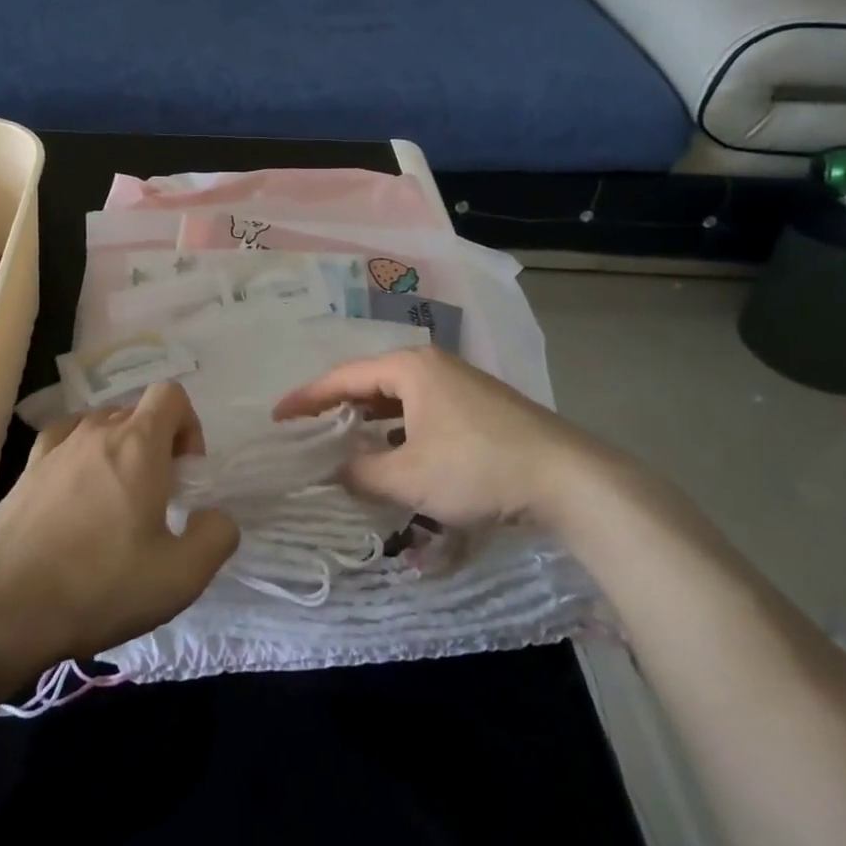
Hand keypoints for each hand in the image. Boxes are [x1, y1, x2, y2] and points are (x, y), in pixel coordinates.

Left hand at [0, 382, 237, 677]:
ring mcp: (56, 446)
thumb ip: (216, 536)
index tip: (185, 473)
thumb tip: (215, 515)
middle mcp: (96, 431)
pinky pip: (66, 439)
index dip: (189, 426)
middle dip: (157, 443)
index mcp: (138, 444)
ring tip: (116, 499)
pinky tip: (78, 492)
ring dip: (120, 449)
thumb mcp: (180, 577)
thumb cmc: (99, 587)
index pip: (171, 394)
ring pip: (102, 425)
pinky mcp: (27, 468)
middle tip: (157, 497)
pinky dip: (82, 453)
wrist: (1, 609)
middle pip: (138, 411)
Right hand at [273, 347, 637, 526]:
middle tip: (306, 432)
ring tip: (343, 446)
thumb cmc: (478, 468)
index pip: (343, 377)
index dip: (306, 398)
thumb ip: (361, 473)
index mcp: (410, 368)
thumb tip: (335, 472)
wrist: (567, 479)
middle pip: (370, 383)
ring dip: (370, 422)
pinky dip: (399, 431)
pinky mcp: (479, 407)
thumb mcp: (409, 477)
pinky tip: (394, 456)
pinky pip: (422, 412)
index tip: (277, 417)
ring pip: (398, 399)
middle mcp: (432, 366)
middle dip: (337, 408)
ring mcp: (460, 385)